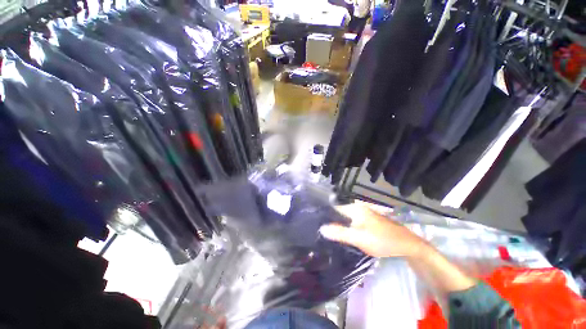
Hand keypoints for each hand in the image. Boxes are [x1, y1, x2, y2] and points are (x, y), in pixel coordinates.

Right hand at [320, 201, 429, 257]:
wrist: (407, 245)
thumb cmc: (382, 240)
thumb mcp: (360, 238)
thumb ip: (340, 233)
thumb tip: (321, 228)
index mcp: (354, 208)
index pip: (334, 208)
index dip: (324, 215)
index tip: (316, 223)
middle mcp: (357, 207)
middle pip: (339, 212)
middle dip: (330, 220)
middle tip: (321, 231)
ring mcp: (363, 213)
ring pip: (345, 217)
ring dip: (338, 224)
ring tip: (328, 233)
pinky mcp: (367, 220)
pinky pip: (352, 221)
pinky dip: (346, 227)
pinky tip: (343, 234)